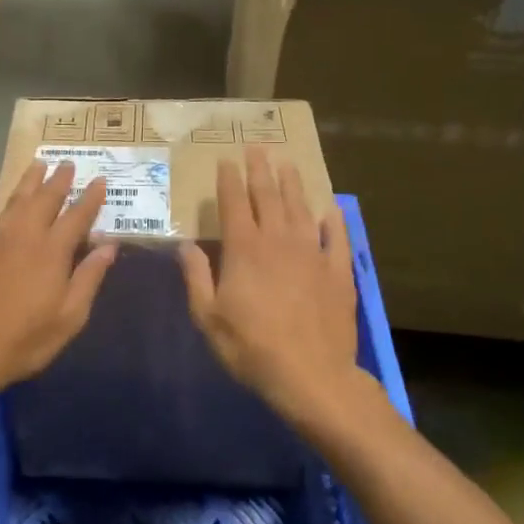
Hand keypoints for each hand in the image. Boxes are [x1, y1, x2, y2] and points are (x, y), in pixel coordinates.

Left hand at [0, 160, 117, 399]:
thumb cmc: (26, 339)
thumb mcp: (70, 316)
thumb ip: (89, 277)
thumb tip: (109, 245)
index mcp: (52, 251)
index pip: (76, 216)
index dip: (90, 198)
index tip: (99, 180)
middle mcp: (23, 236)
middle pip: (44, 200)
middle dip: (58, 180)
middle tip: (68, 163)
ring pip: (13, 203)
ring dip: (27, 183)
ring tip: (37, 164)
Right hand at [178, 148, 362, 424]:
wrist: (311, 376)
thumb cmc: (251, 347)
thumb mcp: (208, 317)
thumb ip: (196, 277)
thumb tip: (186, 245)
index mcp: (244, 249)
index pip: (234, 203)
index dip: (229, 179)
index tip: (226, 160)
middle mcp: (277, 240)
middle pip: (268, 196)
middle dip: (260, 170)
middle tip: (257, 148)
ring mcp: (311, 253)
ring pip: (301, 208)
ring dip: (292, 184)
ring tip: (288, 164)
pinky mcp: (338, 271)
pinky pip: (336, 237)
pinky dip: (333, 220)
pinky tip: (330, 208)